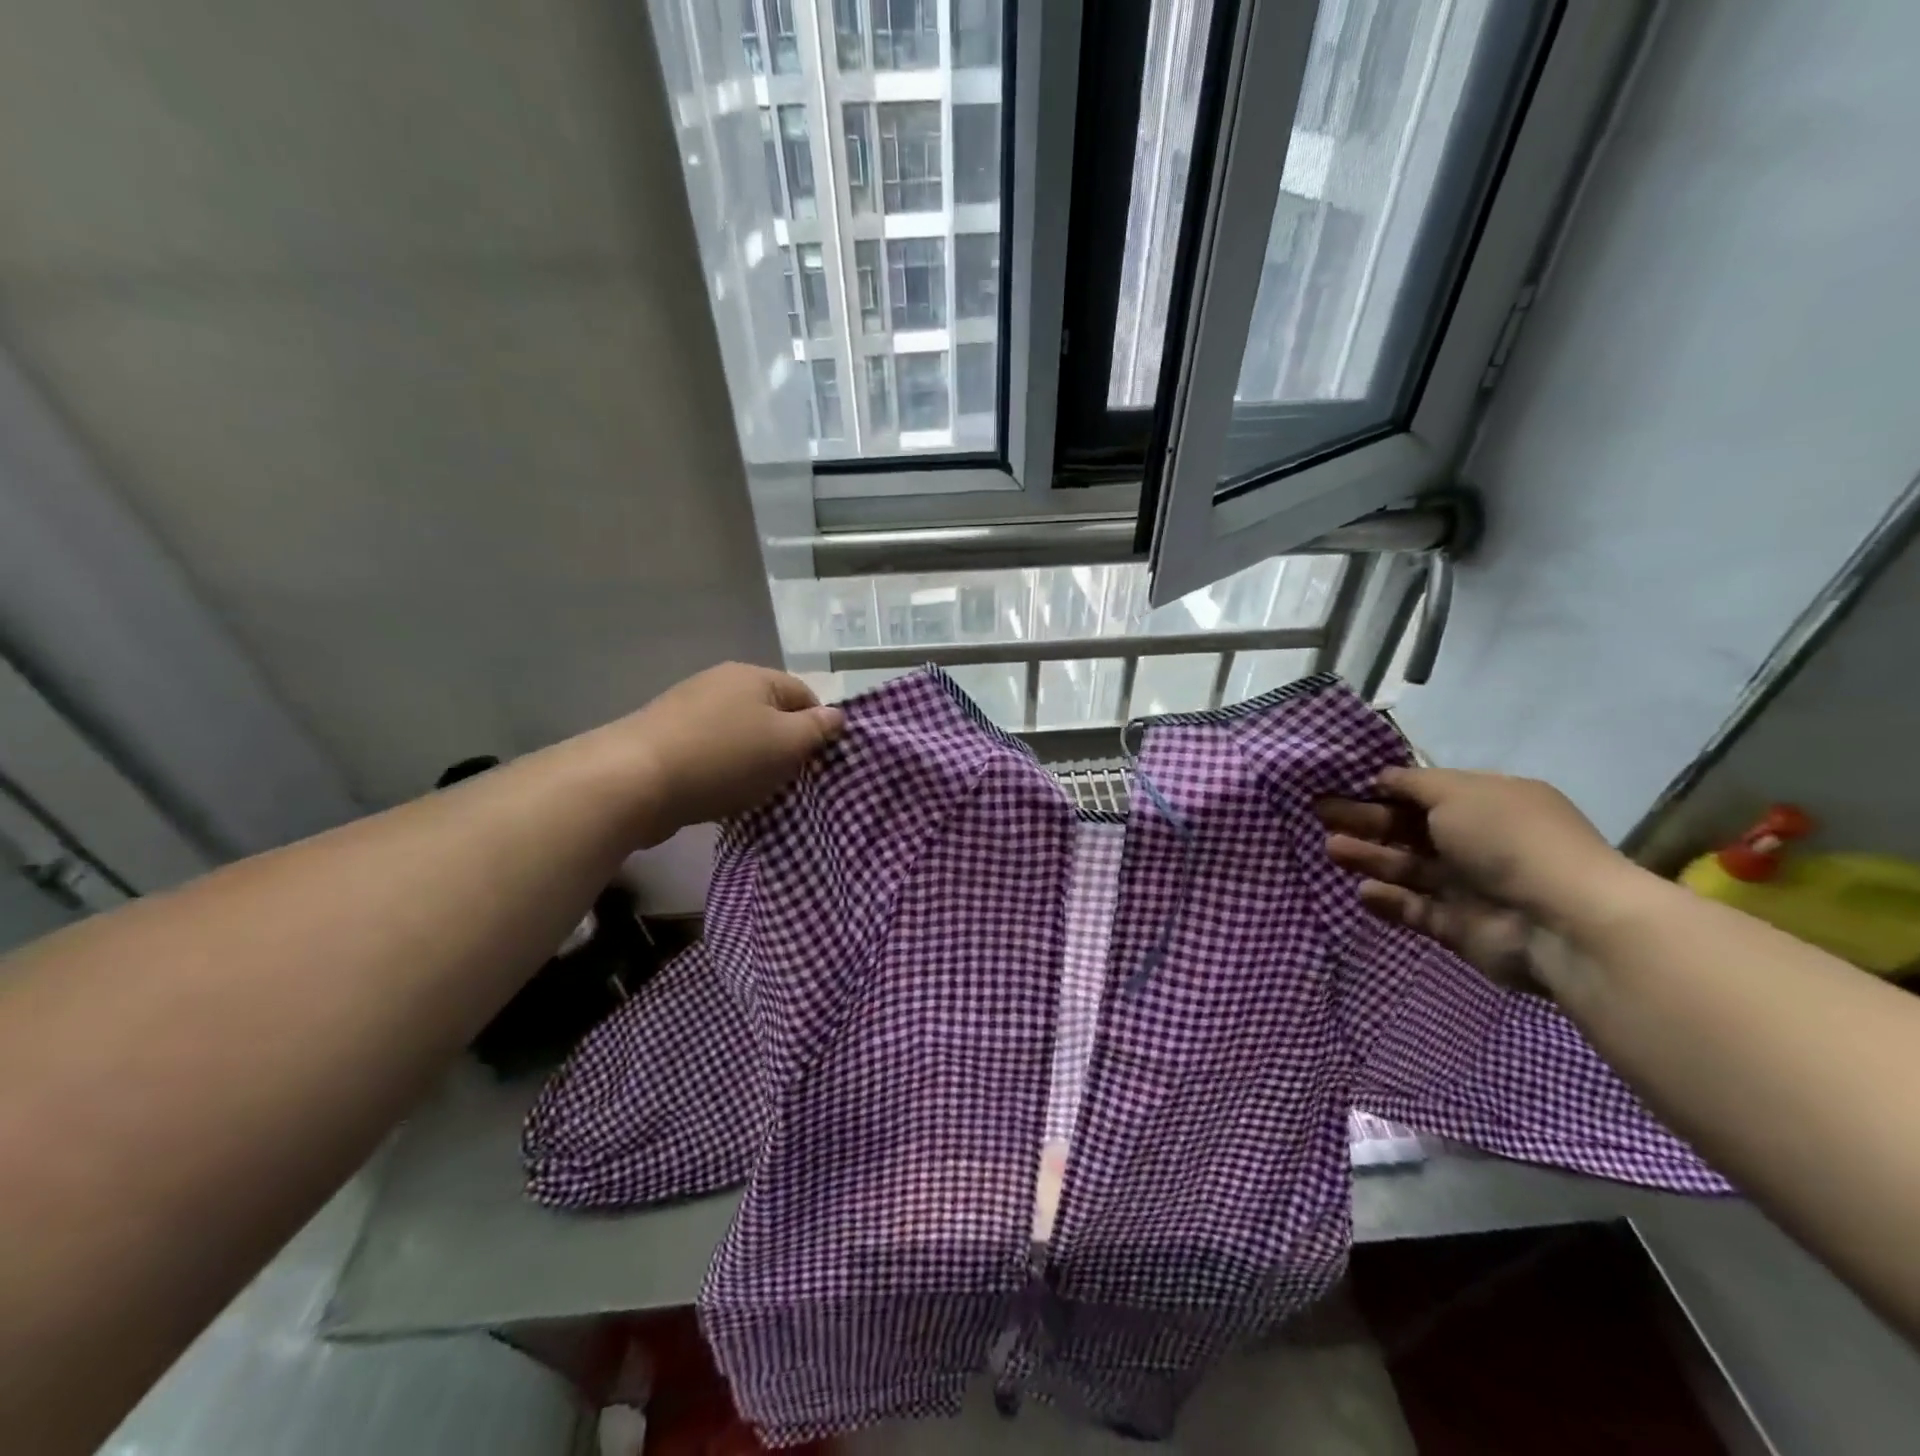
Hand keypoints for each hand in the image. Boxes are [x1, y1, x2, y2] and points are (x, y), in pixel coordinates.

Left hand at [620, 663, 844, 843]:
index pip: (805, 694)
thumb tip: (837, 715)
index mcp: (754, 676)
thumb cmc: (724, 758)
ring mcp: (688, 709)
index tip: (819, 763)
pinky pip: (711, 753)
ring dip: (754, 764)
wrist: (634, 781)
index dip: (819, 727)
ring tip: (756, 794)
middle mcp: (720, 683)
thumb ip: (817, 729)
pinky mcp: (665, 738)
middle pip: (771, 715)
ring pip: (741, 736)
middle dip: (785, 748)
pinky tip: (721, 796)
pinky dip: (723, 773)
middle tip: (791, 782)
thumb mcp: (787, 744)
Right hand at [1316, 767, 1630, 995]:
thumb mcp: (1458, 792)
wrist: (1562, 922)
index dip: (1385, 789)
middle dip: (1366, 820)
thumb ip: (1412, 783)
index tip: (1342, 784)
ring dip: (1369, 857)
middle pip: (1409, 828)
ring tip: (1330, 850)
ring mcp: (1470, 887)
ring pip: (1407, 868)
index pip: (1427, 792)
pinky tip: (1362, 891)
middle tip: (1320, 813)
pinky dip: (1388, 900)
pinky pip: (1415, 909)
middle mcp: (1479, 842)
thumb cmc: (1508, 840)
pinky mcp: (1459, 927)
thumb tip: (1380, 777)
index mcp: (1488, 804)